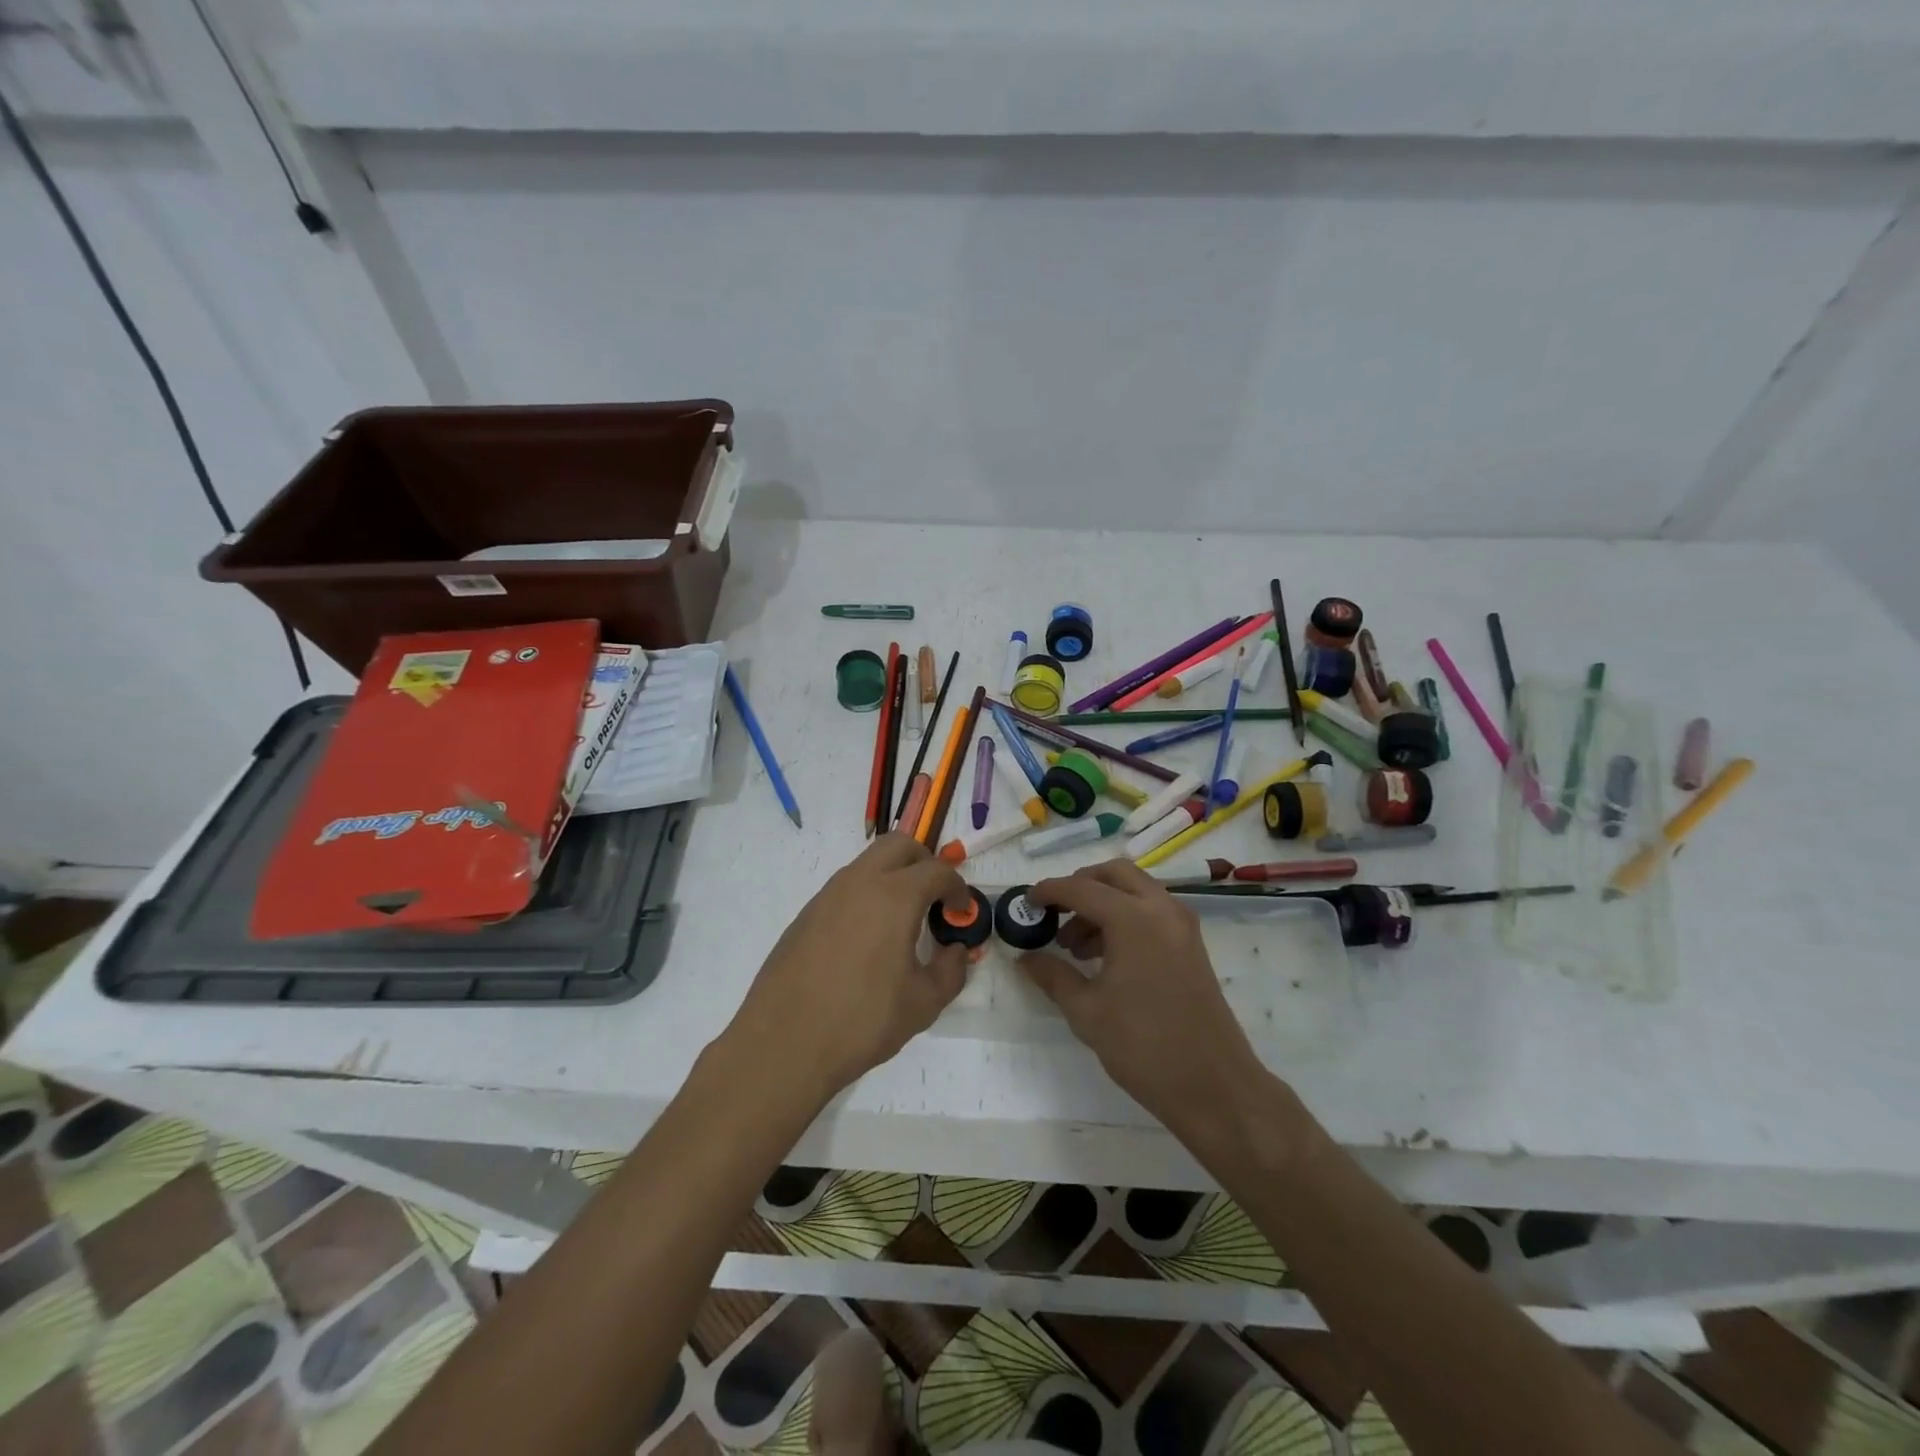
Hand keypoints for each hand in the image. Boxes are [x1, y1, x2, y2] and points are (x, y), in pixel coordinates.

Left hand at [726, 833, 971, 1102]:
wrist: (784, 1043)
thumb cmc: (862, 1021)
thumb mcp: (923, 1003)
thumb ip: (950, 971)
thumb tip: (955, 951)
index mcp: (894, 896)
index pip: (937, 871)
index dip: (958, 888)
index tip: (961, 912)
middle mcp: (860, 883)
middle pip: (900, 845)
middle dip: (924, 863)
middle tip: (934, 899)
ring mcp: (827, 895)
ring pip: (868, 862)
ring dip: (892, 876)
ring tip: (901, 921)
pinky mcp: (806, 914)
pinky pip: (845, 888)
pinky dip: (866, 896)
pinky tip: (866, 940)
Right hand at [1019, 859, 1265, 1137]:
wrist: (1214, 1086)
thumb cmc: (1143, 1046)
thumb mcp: (1086, 1011)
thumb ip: (1053, 975)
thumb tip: (1025, 958)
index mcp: (1133, 918)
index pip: (1081, 888)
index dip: (1049, 891)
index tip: (1026, 902)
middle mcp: (1161, 909)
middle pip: (1114, 874)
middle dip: (1081, 885)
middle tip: (1056, 913)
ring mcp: (1181, 925)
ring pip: (1135, 890)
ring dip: (1103, 902)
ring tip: (1075, 945)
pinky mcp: (1191, 944)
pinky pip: (1152, 910)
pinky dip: (1125, 916)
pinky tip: (1105, 956)